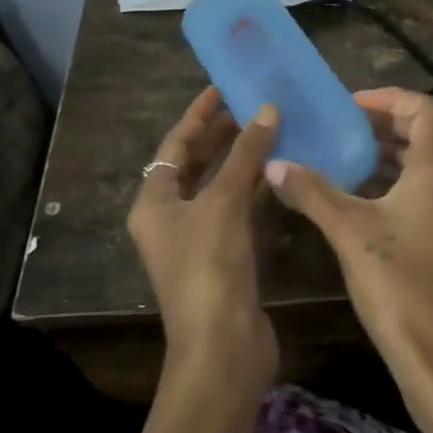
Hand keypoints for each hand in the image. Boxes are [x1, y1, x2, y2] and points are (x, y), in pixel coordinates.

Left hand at [127, 88, 278, 393]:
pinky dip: (254, 187)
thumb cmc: (210, 267)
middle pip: (196, 164)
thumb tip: (267, 109)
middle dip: (223, 134)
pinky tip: (279, 170)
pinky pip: (237, 208)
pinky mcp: (225, 255)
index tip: (224, 87)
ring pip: (219, 186)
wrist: (222, 345)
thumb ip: (245, 154)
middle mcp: (171, 217)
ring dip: (242, 159)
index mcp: (154, 202)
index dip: (199, 114)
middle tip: (254, 104)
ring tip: (272, 128)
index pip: (175, 145)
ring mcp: (198, 238)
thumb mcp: (224, 203)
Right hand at [265, 88, 432, 400]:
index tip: (350, 106)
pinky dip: (395, 179)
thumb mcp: (349, 231)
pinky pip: (425, 188)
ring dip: (390, 152)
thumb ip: (312, 192)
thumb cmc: (398, 284)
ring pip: (426, 162)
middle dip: (386, 123)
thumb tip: (274, 163)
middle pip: (427, 133)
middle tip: (343, 127)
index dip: (390, 99)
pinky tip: (360, 197)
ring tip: (346, 156)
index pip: (426, 110)